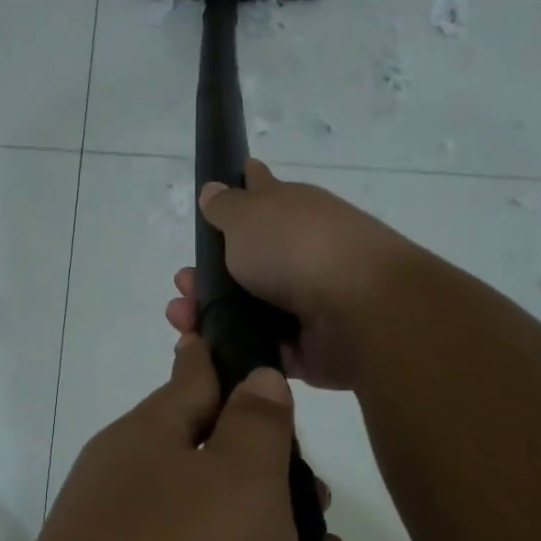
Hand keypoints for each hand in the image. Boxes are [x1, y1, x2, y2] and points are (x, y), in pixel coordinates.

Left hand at [0, 334, 350, 540]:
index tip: (259, 349)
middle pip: (212, 466)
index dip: (228, 359)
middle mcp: (126, 500)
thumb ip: (254, 424)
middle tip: (324, 502)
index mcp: (141, 445)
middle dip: (277, 480)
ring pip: (220, 537)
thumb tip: (252, 376)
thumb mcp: (238, 482)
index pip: (191, 379)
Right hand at [164, 159, 422, 390]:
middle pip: (245, 264)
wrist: (358, 309)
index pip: (260, 195)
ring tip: (183, 320)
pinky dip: (234, 349)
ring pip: (248, 311)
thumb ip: (226, 206)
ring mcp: (306, 302)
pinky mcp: (307, 348)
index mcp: (292, 212)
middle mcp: (300, 254)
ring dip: (211, 315)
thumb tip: (216, 189)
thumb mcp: (248, 215)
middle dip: (206, 276)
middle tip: (182, 286)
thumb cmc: (297, 248)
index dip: (235, 196)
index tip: (208, 208)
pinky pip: (262, 349)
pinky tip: (205, 350)